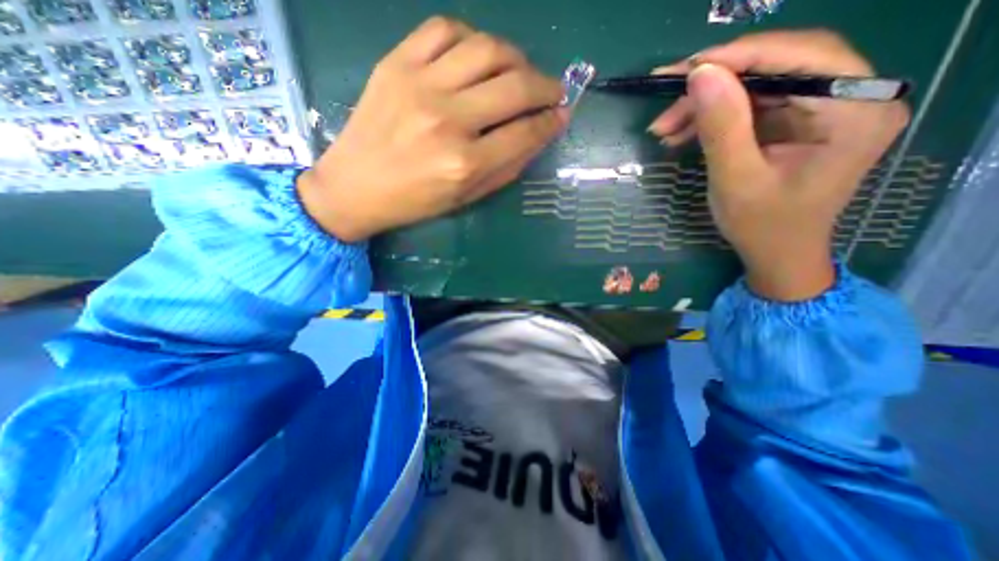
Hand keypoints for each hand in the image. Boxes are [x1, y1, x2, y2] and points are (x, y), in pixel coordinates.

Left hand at [295, 15, 565, 240]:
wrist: (356, 186)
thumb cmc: (416, 201)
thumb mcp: (467, 197)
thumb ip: (507, 166)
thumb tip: (540, 133)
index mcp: (465, 164)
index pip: (524, 132)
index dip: (551, 121)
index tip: (563, 114)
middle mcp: (448, 120)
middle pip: (514, 86)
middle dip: (546, 86)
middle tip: (553, 91)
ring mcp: (420, 85)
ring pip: (487, 49)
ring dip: (516, 57)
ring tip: (521, 72)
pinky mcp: (396, 63)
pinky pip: (445, 30)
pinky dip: (472, 39)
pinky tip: (478, 58)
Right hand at [648, 30, 911, 302]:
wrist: (776, 253)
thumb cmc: (762, 225)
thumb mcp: (736, 179)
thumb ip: (722, 126)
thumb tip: (700, 75)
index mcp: (854, 111)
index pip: (799, 58)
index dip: (739, 57)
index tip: (686, 70)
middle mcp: (850, 98)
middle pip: (776, 67)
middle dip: (714, 84)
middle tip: (665, 103)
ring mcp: (821, 109)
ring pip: (756, 86)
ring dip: (705, 104)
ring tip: (664, 127)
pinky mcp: (795, 122)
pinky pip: (750, 106)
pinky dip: (712, 116)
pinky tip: (681, 132)